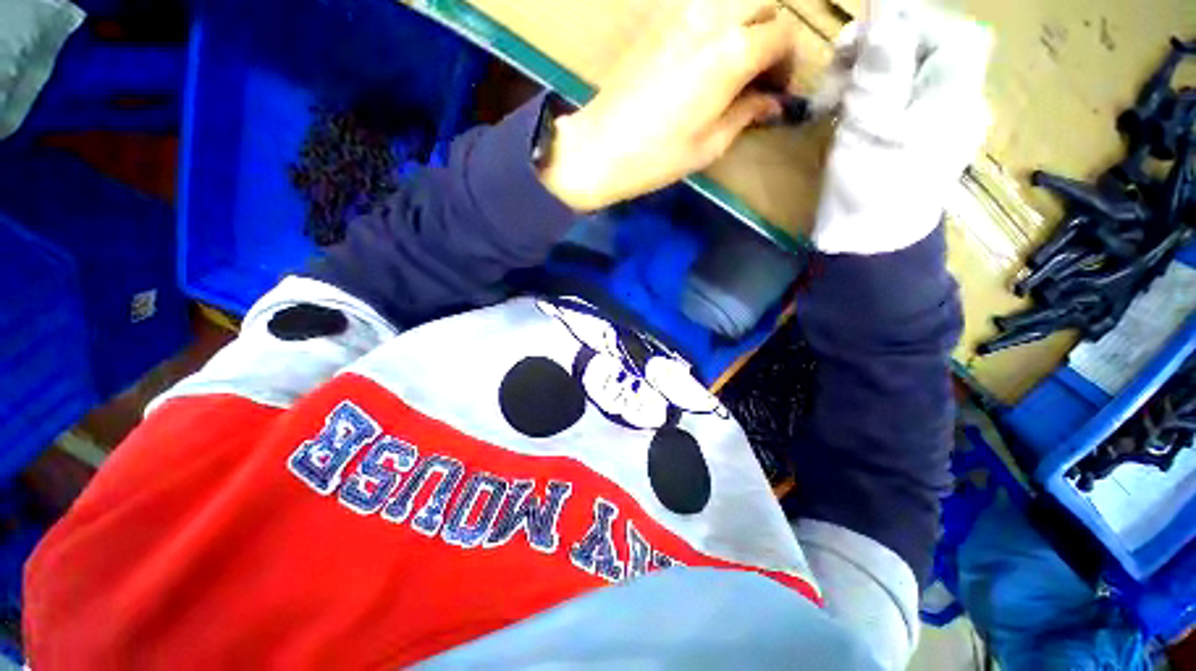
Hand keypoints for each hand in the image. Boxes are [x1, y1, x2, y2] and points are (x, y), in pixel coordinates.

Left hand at [539, 0, 795, 211]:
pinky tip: (705, 54)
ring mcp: (681, 11)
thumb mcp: (710, 145)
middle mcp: (712, 17)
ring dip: (745, 21)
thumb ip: (747, 113)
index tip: (774, 90)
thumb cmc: (656, 157)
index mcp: (732, 52)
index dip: (786, 64)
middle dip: (772, 32)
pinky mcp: (658, 18)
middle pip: (765, 1)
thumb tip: (772, 102)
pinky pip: (703, 5)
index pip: (783, 36)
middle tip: (759, 71)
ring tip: (734, 62)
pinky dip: (717, 21)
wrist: (600, 147)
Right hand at [812, 1, 992, 253]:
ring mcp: (938, 118)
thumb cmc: (870, 192)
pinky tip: (844, 112)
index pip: (946, 31)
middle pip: (925, 47)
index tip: (858, 38)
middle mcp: (956, 99)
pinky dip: (869, 94)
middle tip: (833, 72)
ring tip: (830, 100)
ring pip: (907, 70)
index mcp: (954, 94)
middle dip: (876, 49)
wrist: (870, 245)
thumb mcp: (869, 130)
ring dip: (865, 74)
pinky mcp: (915, 134)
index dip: (904, 22)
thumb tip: (883, 19)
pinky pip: (898, 95)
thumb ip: (880, 73)